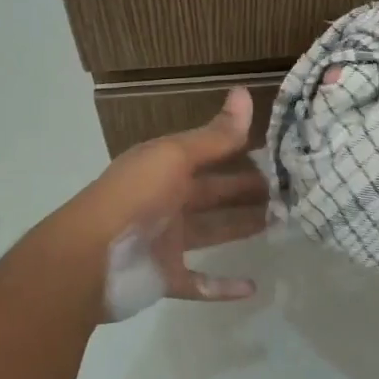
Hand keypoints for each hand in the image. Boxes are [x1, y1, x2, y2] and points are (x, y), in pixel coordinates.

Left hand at [68, 87, 267, 316]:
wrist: (90, 260)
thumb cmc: (134, 198)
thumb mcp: (175, 157)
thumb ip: (214, 136)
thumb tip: (244, 92)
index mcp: (164, 167)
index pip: (208, 154)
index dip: (239, 151)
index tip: (278, 151)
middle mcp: (165, 200)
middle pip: (213, 192)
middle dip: (245, 190)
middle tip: (288, 190)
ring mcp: (164, 241)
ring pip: (211, 232)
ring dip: (240, 228)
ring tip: (280, 224)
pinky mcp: (164, 277)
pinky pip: (199, 282)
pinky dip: (222, 286)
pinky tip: (252, 286)